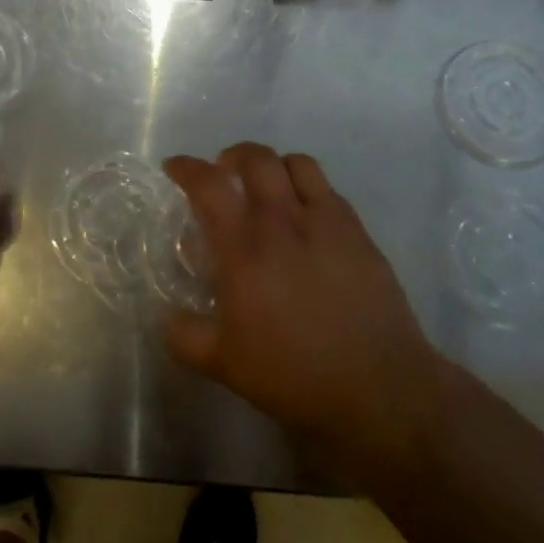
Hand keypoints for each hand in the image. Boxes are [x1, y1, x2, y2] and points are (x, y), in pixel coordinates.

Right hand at [162, 145, 442, 479]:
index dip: (187, 168)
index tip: (175, 167)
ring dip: (274, 165)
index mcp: (245, 249)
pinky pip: (329, 190)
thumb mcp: (225, 364)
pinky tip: (306, 217)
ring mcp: (327, 223)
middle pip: (257, 158)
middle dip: (233, 155)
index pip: (209, 186)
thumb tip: (165, 316)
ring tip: (268, 186)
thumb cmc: (294, 375)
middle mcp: (284, 222)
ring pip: (298, 164)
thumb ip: (185, 336)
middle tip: (223, 172)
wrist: (378, 387)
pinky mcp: (359, 233)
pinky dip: (308, 189)